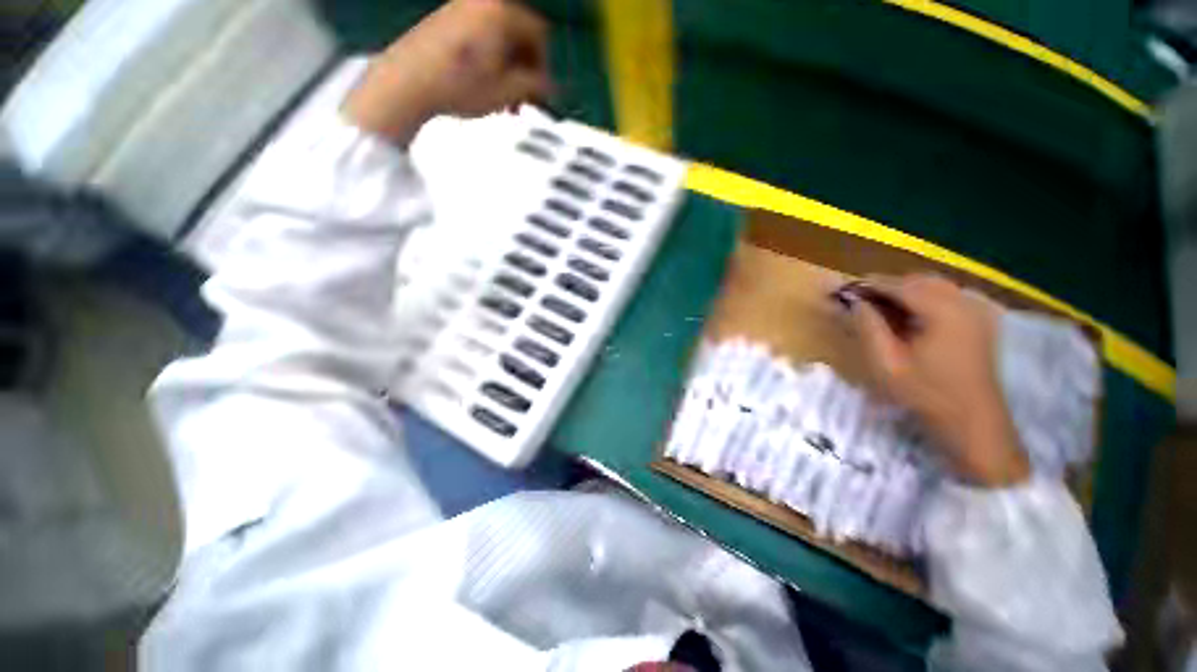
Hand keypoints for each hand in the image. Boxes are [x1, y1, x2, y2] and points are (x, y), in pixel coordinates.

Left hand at [343, 0, 550, 145]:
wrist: (407, 82)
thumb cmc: (461, 86)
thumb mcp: (507, 92)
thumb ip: (535, 86)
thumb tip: (550, 86)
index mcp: (501, 11)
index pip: (538, 34)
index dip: (544, 67)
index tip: (540, 92)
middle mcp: (481, 1)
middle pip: (518, 35)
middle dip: (524, 71)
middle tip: (521, 100)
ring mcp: (460, 7)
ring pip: (498, 39)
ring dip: (507, 70)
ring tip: (502, 100)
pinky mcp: (444, 20)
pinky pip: (479, 37)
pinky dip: (488, 61)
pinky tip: (483, 86)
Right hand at [848, 275, 1029, 486]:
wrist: (972, 422)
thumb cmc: (925, 393)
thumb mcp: (886, 362)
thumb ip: (868, 326)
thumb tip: (854, 301)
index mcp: (943, 311)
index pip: (900, 285)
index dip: (870, 285)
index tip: (844, 289)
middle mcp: (965, 303)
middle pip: (920, 281)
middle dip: (888, 286)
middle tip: (861, 300)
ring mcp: (978, 311)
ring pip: (936, 287)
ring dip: (906, 291)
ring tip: (881, 308)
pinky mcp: (982, 322)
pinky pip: (949, 297)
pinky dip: (925, 299)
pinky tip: (910, 316)